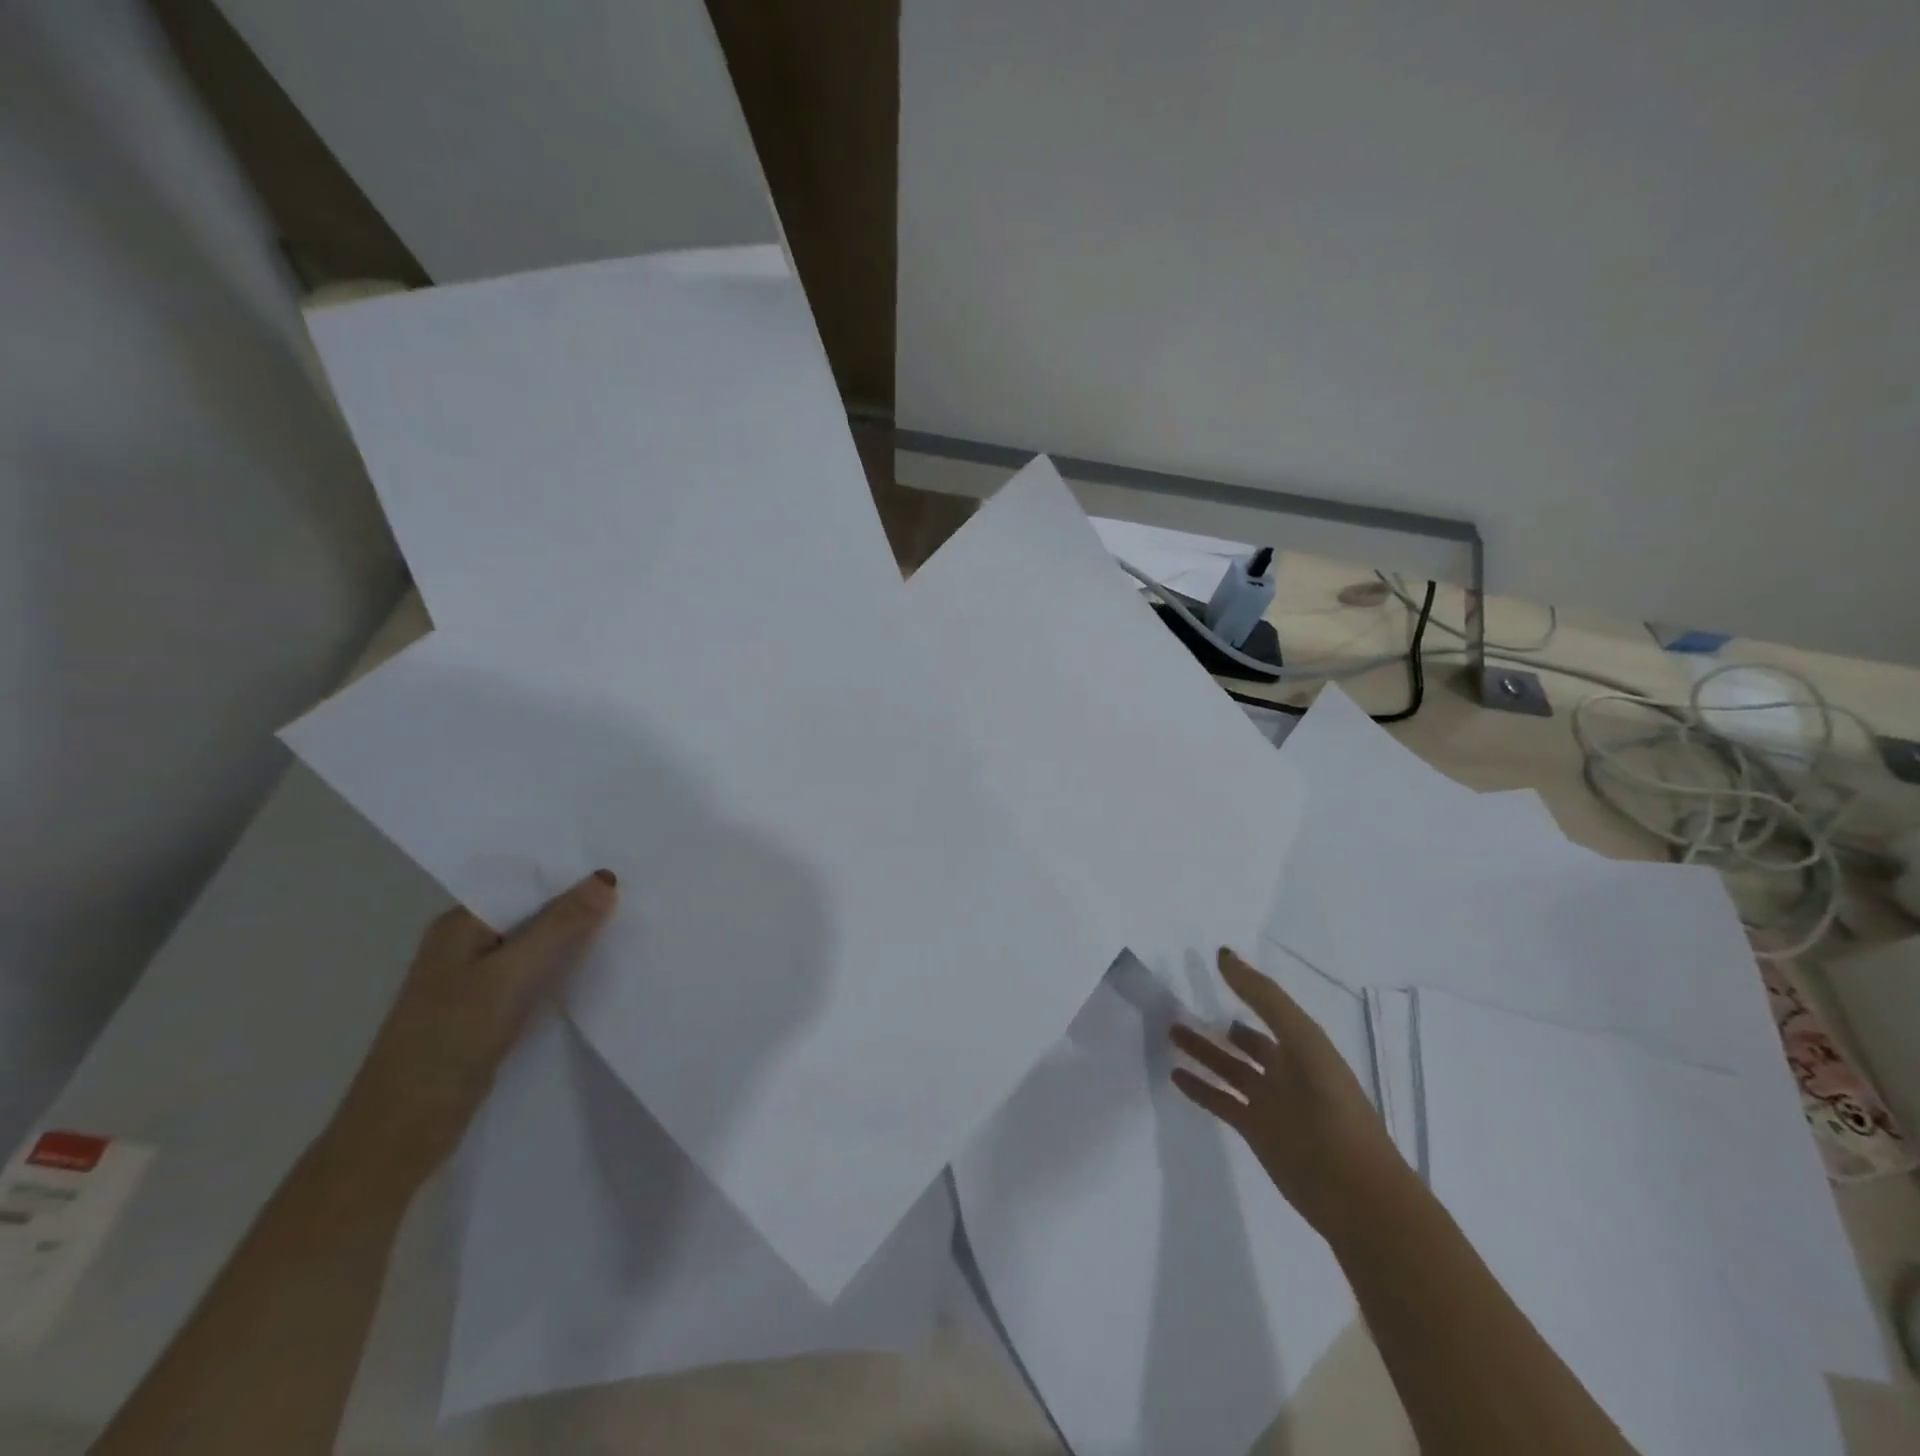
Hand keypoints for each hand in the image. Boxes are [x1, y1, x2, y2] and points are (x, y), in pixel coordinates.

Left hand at [324, 871, 617, 1191]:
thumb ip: (560, 926)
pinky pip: (535, 976)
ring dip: (575, 940)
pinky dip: (563, 970)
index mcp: (460, 925)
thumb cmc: (450, 1041)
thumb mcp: (511, 976)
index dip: (573, 876)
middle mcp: (465, 944)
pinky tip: (597, 971)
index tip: (626, 871)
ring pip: (537, 946)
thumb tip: (606, 877)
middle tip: (639, 897)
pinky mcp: (487, 1012)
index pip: (526, 883)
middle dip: (579, 907)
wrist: (401, 1132)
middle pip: (534, 913)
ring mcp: (475, 980)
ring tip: (630, 927)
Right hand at [1170, 947, 1407, 1234]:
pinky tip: (1176, 1074)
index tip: (1215, 967)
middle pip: (1246, 1041)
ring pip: (1229, 1069)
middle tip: (1182, 1007)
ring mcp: (1270, 1102)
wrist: (1355, 1191)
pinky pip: (1220, 1101)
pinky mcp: (1255, 1131)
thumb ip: (1264, 998)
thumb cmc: (1333, 1106)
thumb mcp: (1303, 1041)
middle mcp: (1286, 1071)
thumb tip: (1224, 955)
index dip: (1245, 987)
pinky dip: (1199, 1088)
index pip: (1268, 1008)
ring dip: (1203, 1051)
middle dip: (1219, 1025)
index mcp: (1304, 1046)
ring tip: (1172, 1033)